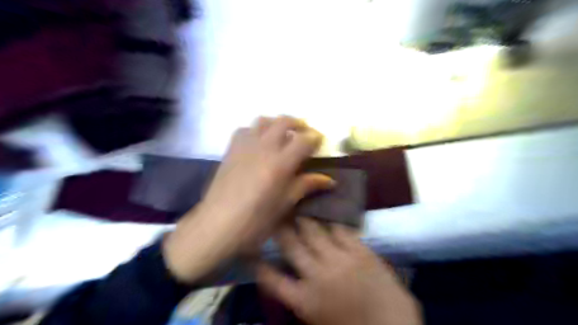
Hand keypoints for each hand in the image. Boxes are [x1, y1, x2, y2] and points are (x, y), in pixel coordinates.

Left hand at [162, 115, 333, 281]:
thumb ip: (306, 185)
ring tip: (283, 135)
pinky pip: (245, 129)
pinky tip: (259, 143)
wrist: (217, 224)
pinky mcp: (231, 149)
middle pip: (284, 121)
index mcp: (280, 162)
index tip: (320, 141)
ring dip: (277, 123)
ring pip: (263, 120)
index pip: (304, 140)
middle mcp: (263, 147)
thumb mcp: (285, 204)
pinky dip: (256, 130)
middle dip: (299, 123)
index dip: (315, 138)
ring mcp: (244, 146)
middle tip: (305, 134)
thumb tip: (329, 180)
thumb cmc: (256, 220)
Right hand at [260, 217, 423, 323]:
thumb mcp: (318, 319)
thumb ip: (300, 295)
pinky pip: (340, 230)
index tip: (251, 249)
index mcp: (304, 300)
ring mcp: (339, 260)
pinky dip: (332, 223)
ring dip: (304, 220)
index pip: (271, 279)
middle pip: (291, 245)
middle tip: (276, 215)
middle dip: (280, 229)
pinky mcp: (359, 250)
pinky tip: (327, 215)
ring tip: (298, 208)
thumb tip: (288, 274)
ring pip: (314, 232)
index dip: (258, 263)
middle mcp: (317, 275)